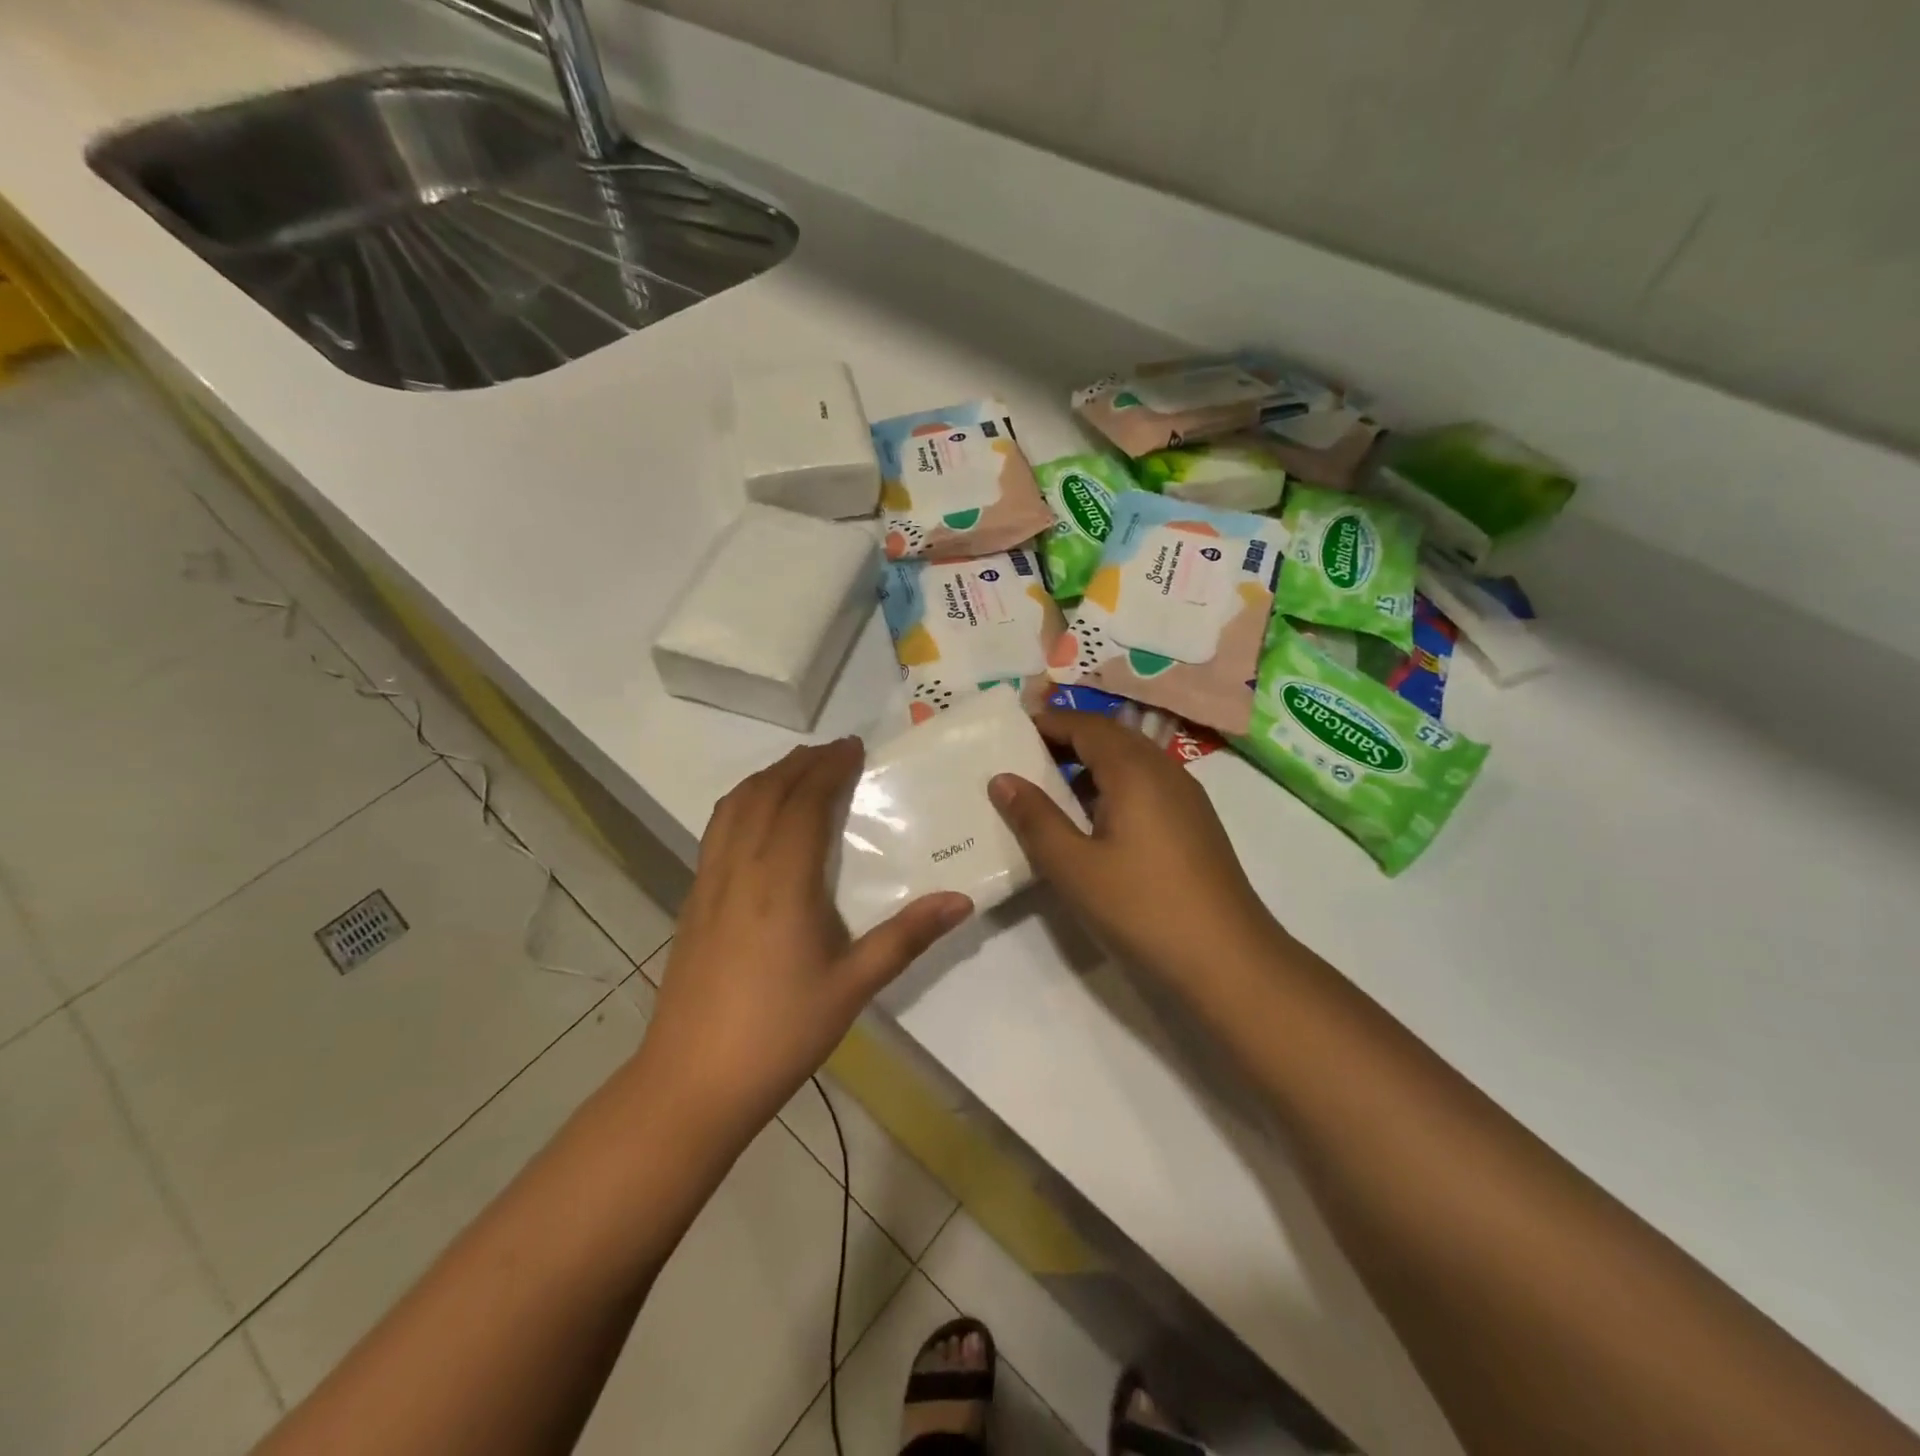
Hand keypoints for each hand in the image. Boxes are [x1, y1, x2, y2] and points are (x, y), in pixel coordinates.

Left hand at [638, 738, 971, 1142]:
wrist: (691, 1083)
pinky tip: (758, 820)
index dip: (828, 768)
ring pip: (734, 806)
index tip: (854, 747)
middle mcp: (740, 867)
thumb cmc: (780, 1033)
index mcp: (781, 881)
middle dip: (800, 763)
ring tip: (797, 771)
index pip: (804, 801)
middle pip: (766, 793)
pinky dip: (742, 803)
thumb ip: (907, 937)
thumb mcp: (853, 986)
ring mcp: (708, 882)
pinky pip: (717, 830)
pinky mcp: (692, 901)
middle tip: (834, 752)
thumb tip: (963, 899)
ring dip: (767, 777)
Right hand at [989, 711, 1285, 991]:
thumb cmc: (1143, 908)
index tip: (1012, 733)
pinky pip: (1148, 785)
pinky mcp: (1196, 825)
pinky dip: (1115, 787)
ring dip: (1092, 765)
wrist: (1229, 961)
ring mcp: (1186, 798)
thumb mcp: (1074, 867)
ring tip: (1052, 789)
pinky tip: (1096, 822)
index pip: (1086, 726)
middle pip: (1112, 737)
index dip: (1049, 724)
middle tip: (1026, 758)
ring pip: (1132, 761)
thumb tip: (1002, 779)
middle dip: (1068, 740)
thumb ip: (1035, 819)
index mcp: (1135, 770)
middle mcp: (1165, 771)